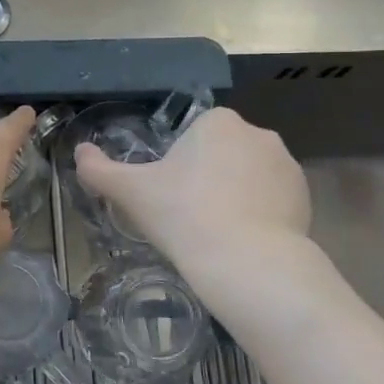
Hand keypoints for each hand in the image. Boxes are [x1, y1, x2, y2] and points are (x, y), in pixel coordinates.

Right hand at [74, 107, 311, 271]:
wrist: (247, 262)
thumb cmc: (183, 215)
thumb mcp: (131, 192)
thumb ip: (99, 169)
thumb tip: (78, 152)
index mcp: (218, 122)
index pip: (192, 135)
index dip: (177, 166)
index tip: (169, 196)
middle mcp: (258, 132)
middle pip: (221, 153)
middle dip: (207, 178)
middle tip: (188, 216)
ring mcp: (287, 165)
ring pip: (248, 176)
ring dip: (234, 195)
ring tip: (217, 233)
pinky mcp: (305, 197)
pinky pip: (273, 199)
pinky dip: (259, 214)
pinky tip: (243, 242)